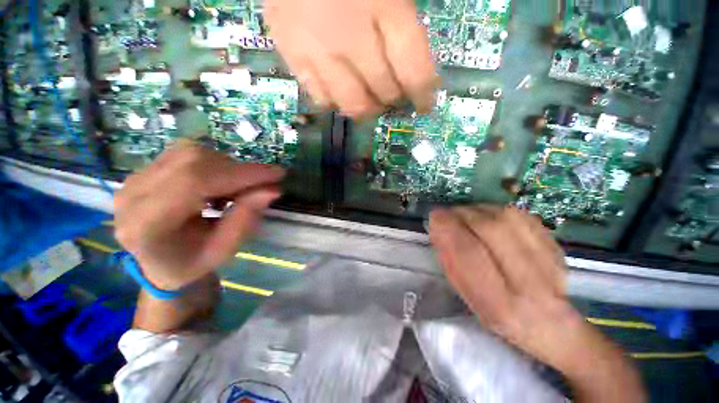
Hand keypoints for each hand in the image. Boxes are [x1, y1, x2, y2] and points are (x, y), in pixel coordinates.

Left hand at [114, 141, 284, 290]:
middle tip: (263, 184)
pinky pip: (185, 152)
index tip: (277, 175)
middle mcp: (132, 194)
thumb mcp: (224, 251)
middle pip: (193, 160)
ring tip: (237, 188)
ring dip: (227, 167)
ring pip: (191, 151)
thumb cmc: (191, 263)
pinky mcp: (143, 169)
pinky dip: (215, 163)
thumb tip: (272, 189)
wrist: (157, 262)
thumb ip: (246, 219)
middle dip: (239, 170)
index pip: (195, 181)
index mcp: (145, 225)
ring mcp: (133, 178)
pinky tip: (220, 182)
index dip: (241, 174)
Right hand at [265, 0, 438, 118]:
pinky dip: (337, 101)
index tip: (424, 105)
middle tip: (393, 94)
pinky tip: (341, 91)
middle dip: (393, 98)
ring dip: (367, 108)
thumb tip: (413, 68)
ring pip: (353, 104)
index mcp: (386, 5)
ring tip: (369, 99)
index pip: (413, 72)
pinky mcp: (292, 55)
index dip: (422, 96)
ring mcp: (318, 49)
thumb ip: (405, 20)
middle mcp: (351, 35)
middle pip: (383, 91)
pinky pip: (322, 98)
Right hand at [429, 206, 645, 401]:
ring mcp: (550, 262)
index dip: (448, 228)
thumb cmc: (500, 315)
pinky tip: (488, 216)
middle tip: (448, 213)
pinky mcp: (557, 246)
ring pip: (508, 217)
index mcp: (500, 303)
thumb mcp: (467, 296)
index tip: (435, 217)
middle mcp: (529, 282)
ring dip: (478, 210)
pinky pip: (522, 215)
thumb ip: (451, 261)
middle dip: (462, 214)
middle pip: (491, 229)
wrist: (552, 323)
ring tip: (466, 214)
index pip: (469, 253)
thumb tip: (438, 228)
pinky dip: (497, 210)